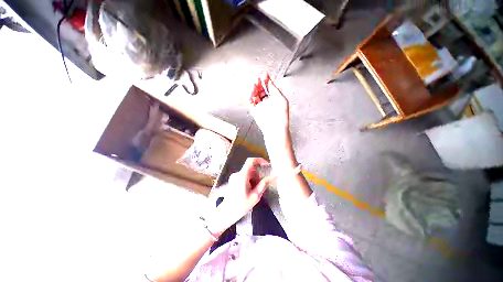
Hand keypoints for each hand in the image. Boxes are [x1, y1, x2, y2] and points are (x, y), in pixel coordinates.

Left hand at [206, 158, 272, 234]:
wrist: (227, 213)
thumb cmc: (241, 206)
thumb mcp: (255, 196)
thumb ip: (264, 184)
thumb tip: (274, 176)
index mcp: (242, 176)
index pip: (251, 161)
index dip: (260, 160)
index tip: (267, 165)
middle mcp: (237, 173)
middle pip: (251, 168)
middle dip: (258, 175)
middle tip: (261, 185)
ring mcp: (235, 176)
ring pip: (248, 172)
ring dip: (254, 178)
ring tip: (254, 190)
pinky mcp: (234, 179)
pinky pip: (244, 175)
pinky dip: (249, 180)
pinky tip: (249, 190)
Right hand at [250, 77, 289, 140]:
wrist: (275, 129)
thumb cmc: (281, 117)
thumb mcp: (282, 100)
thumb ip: (275, 90)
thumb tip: (270, 82)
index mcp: (276, 99)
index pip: (270, 87)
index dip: (267, 80)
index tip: (264, 74)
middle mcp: (268, 102)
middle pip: (262, 90)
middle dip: (259, 83)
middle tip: (257, 78)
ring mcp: (261, 106)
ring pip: (256, 95)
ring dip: (254, 89)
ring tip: (254, 83)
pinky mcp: (255, 111)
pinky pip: (251, 102)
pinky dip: (250, 96)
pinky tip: (252, 92)